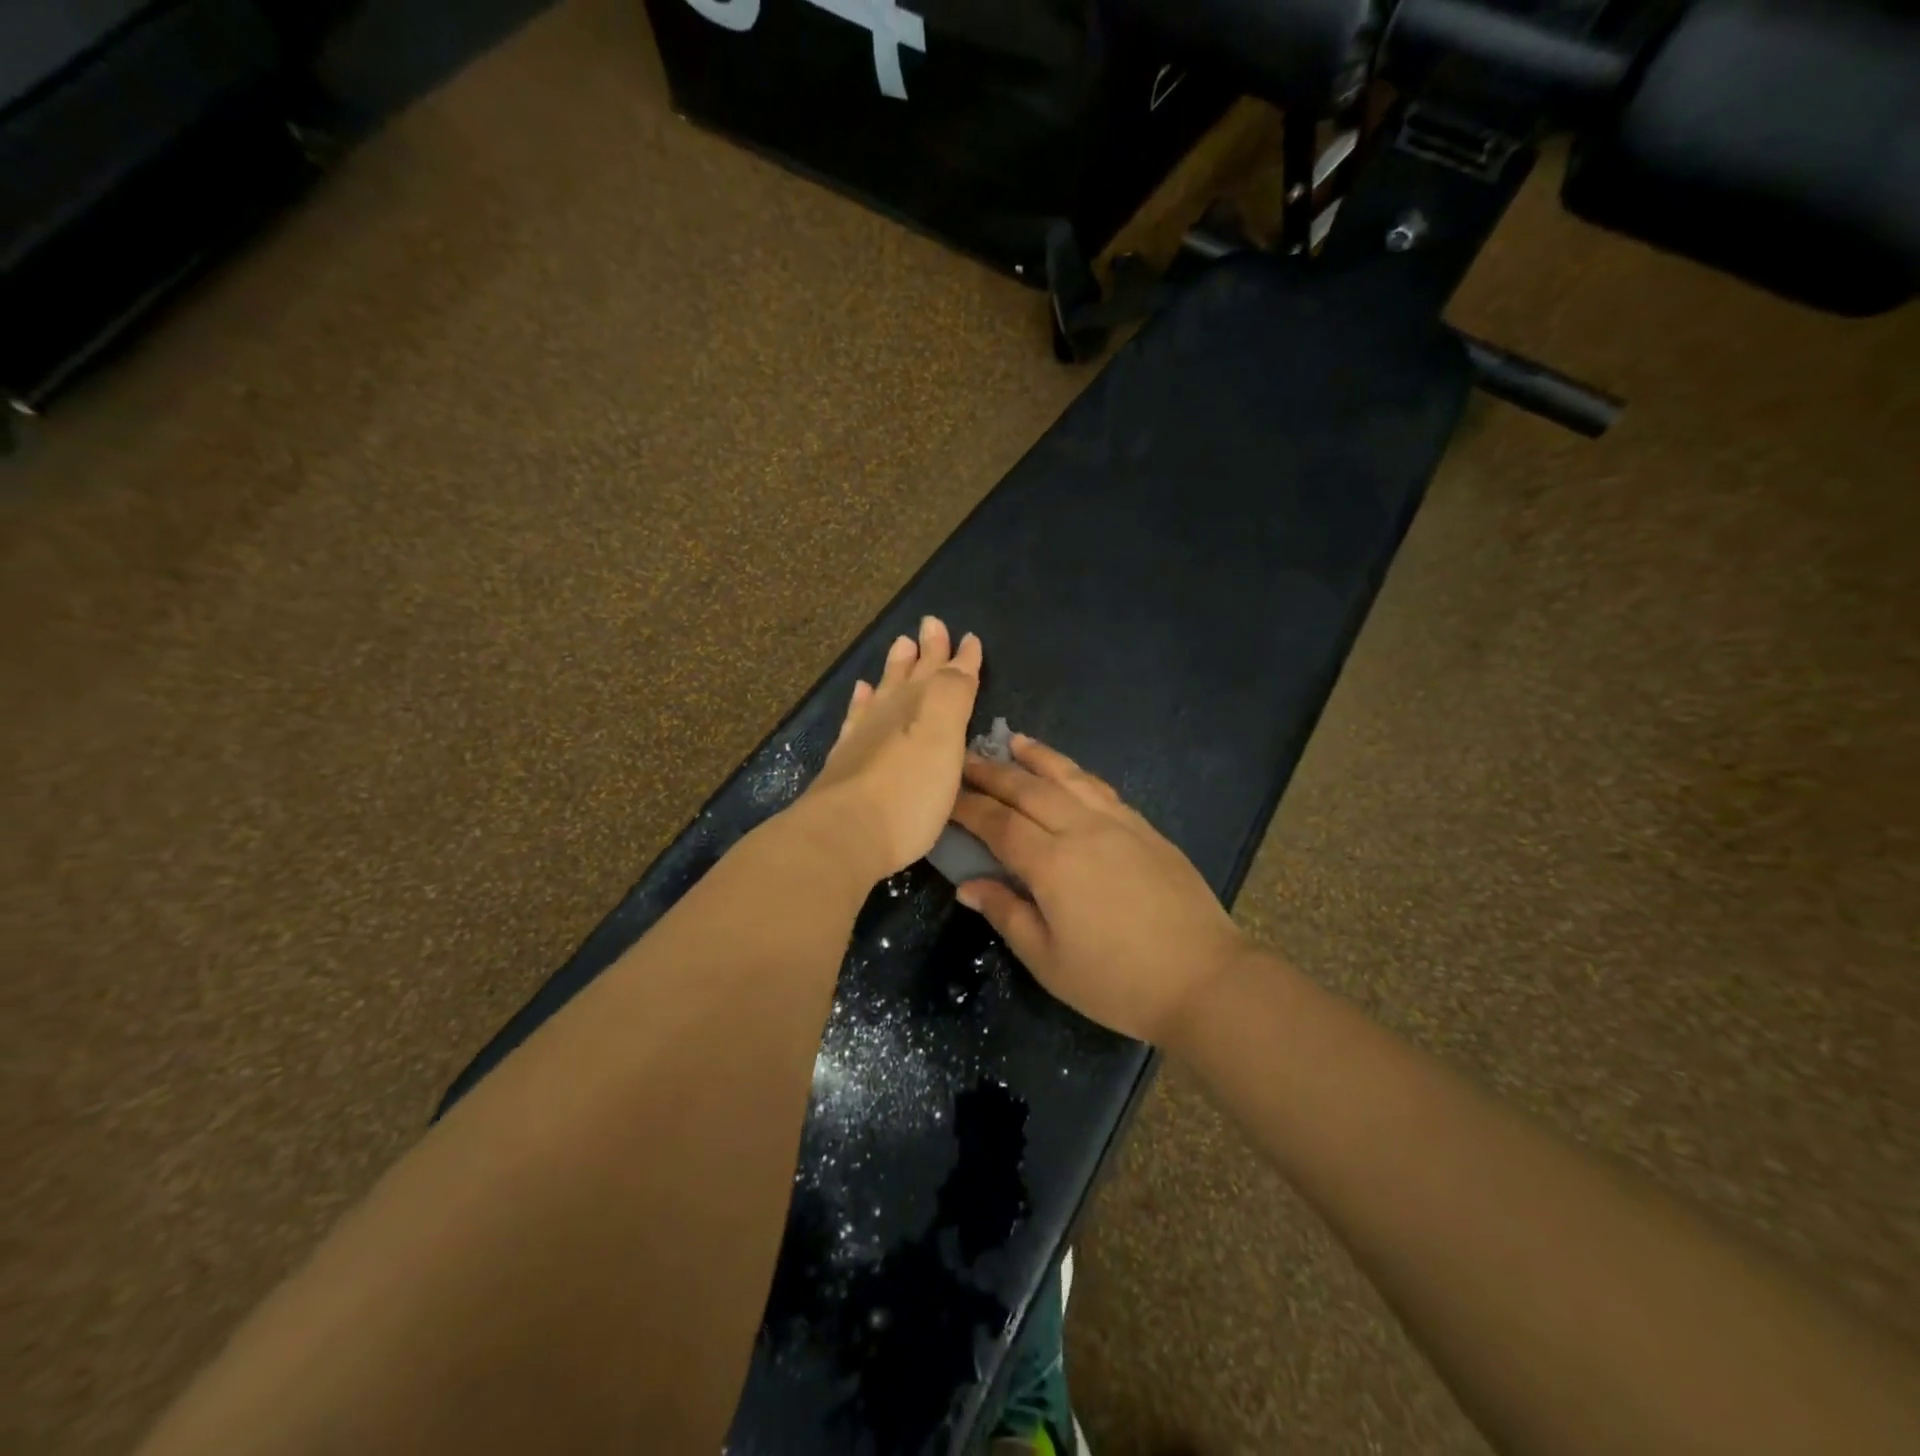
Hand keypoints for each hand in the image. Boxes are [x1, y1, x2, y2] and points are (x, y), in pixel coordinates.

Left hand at [798, 616, 982, 883]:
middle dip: (927, 651)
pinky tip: (862, 692)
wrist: (844, 833)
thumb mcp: (944, 738)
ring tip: (900, 644)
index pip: (949, 674)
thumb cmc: (909, 792)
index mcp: (924, 709)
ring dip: (895, 668)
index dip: (961, 657)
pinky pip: (857, 716)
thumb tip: (959, 654)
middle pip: (913, 675)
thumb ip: (954, 694)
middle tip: (930, 624)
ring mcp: (864, 735)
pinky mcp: (845, 760)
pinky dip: (863, 700)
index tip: (968, 636)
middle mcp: (892, 714)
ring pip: (884, 690)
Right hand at [950, 736, 1248, 1043]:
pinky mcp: (1145, 828)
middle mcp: (1082, 830)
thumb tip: (967, 885)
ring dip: (1036, 757)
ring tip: (1012, 741)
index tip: (944, 795)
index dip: (968, 807)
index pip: (998, 824)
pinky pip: (1100, 788)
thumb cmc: (1117, 982)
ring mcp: (1118, 824)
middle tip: (964, 758)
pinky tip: (1067, 772)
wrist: (1204, 978)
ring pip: (1068, 777)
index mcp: (1052, 864)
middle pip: (1028, 790)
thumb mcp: (1049, 961)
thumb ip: (1006, 914)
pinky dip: (1075, 772)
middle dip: (992, 772)